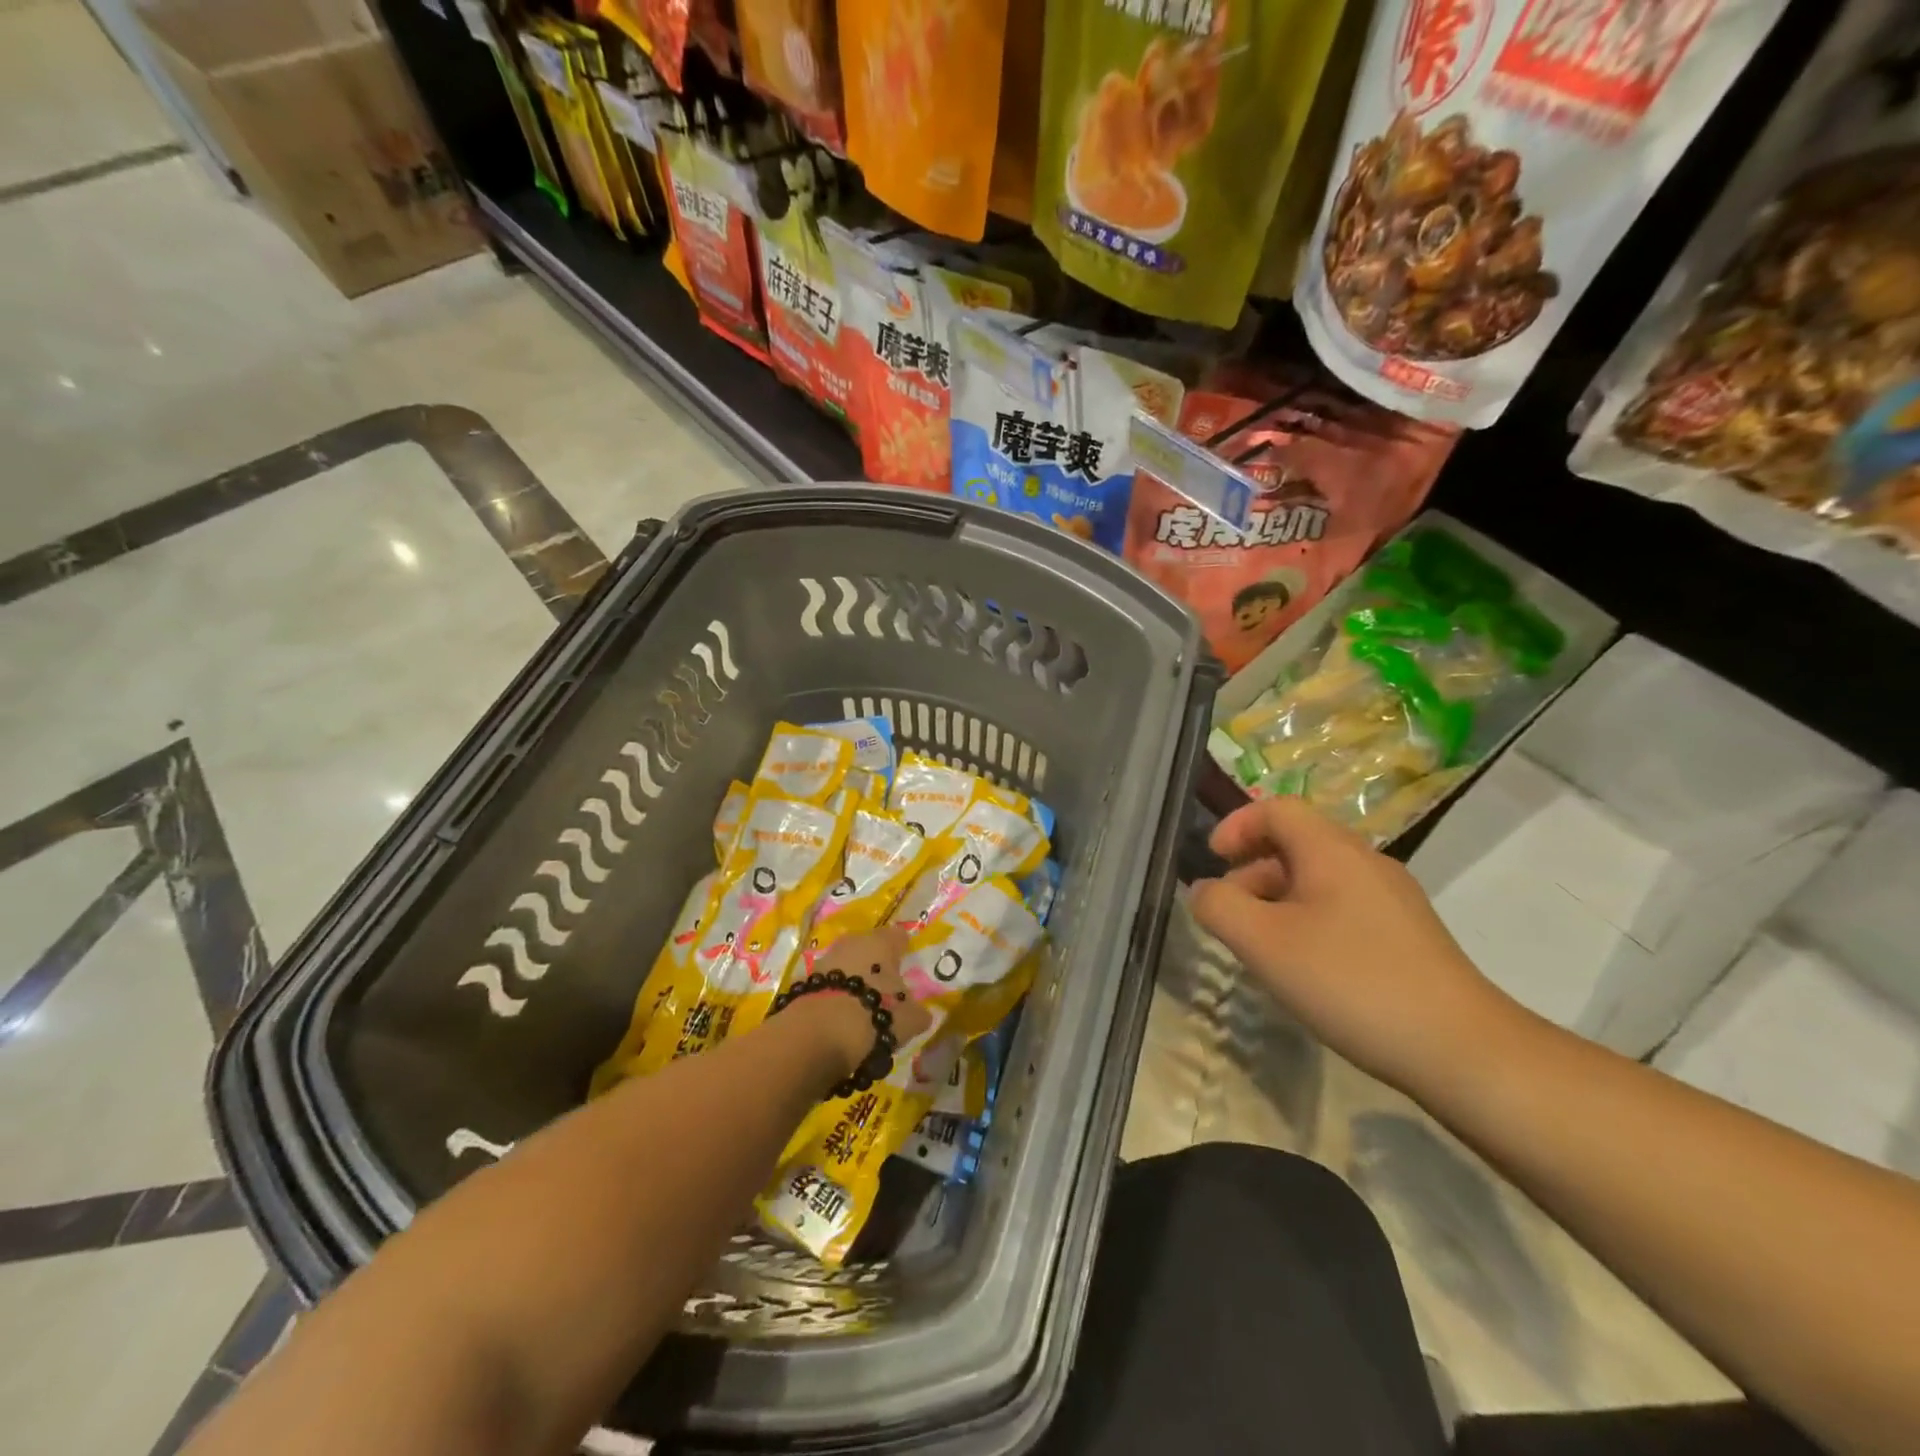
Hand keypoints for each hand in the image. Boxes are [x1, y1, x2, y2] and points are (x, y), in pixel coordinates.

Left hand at [810, 926, 933, 1055]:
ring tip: (862, 1007)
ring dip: (854, 980)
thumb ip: (917, 1012)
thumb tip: (919, 1013)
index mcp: (882, 942)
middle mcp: (853, 942)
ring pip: (846, 965)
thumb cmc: (876, 1013)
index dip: (903, 949)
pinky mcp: (805, 981)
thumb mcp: (909, 1018)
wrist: (820, 1031)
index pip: (898, 936)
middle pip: (869, 949)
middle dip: (876, 966)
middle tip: (886, 989)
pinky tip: (841, 1016)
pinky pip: (829, 985)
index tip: (907, 963)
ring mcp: (826, 959)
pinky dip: (836, 996)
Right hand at [1187, 797, 1513, 1095]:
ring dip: (1277, 900)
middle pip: (1296, 843)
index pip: (1276, 809)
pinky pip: (1342, 908)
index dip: (1236, 825)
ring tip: (1262, 948)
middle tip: (1230, 915)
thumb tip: (1203, 890)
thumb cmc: (1350, 983)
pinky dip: (1308, 921)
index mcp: (1332, 850)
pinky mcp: (1407, 935)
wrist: (1461, 1049)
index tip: (1212, 860)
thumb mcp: (1263, 943)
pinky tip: (1305, 969)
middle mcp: (1366, 862)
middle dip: (1251, 871)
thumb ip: (1219, 907)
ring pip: (1319, 879)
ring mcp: (1393, 899)